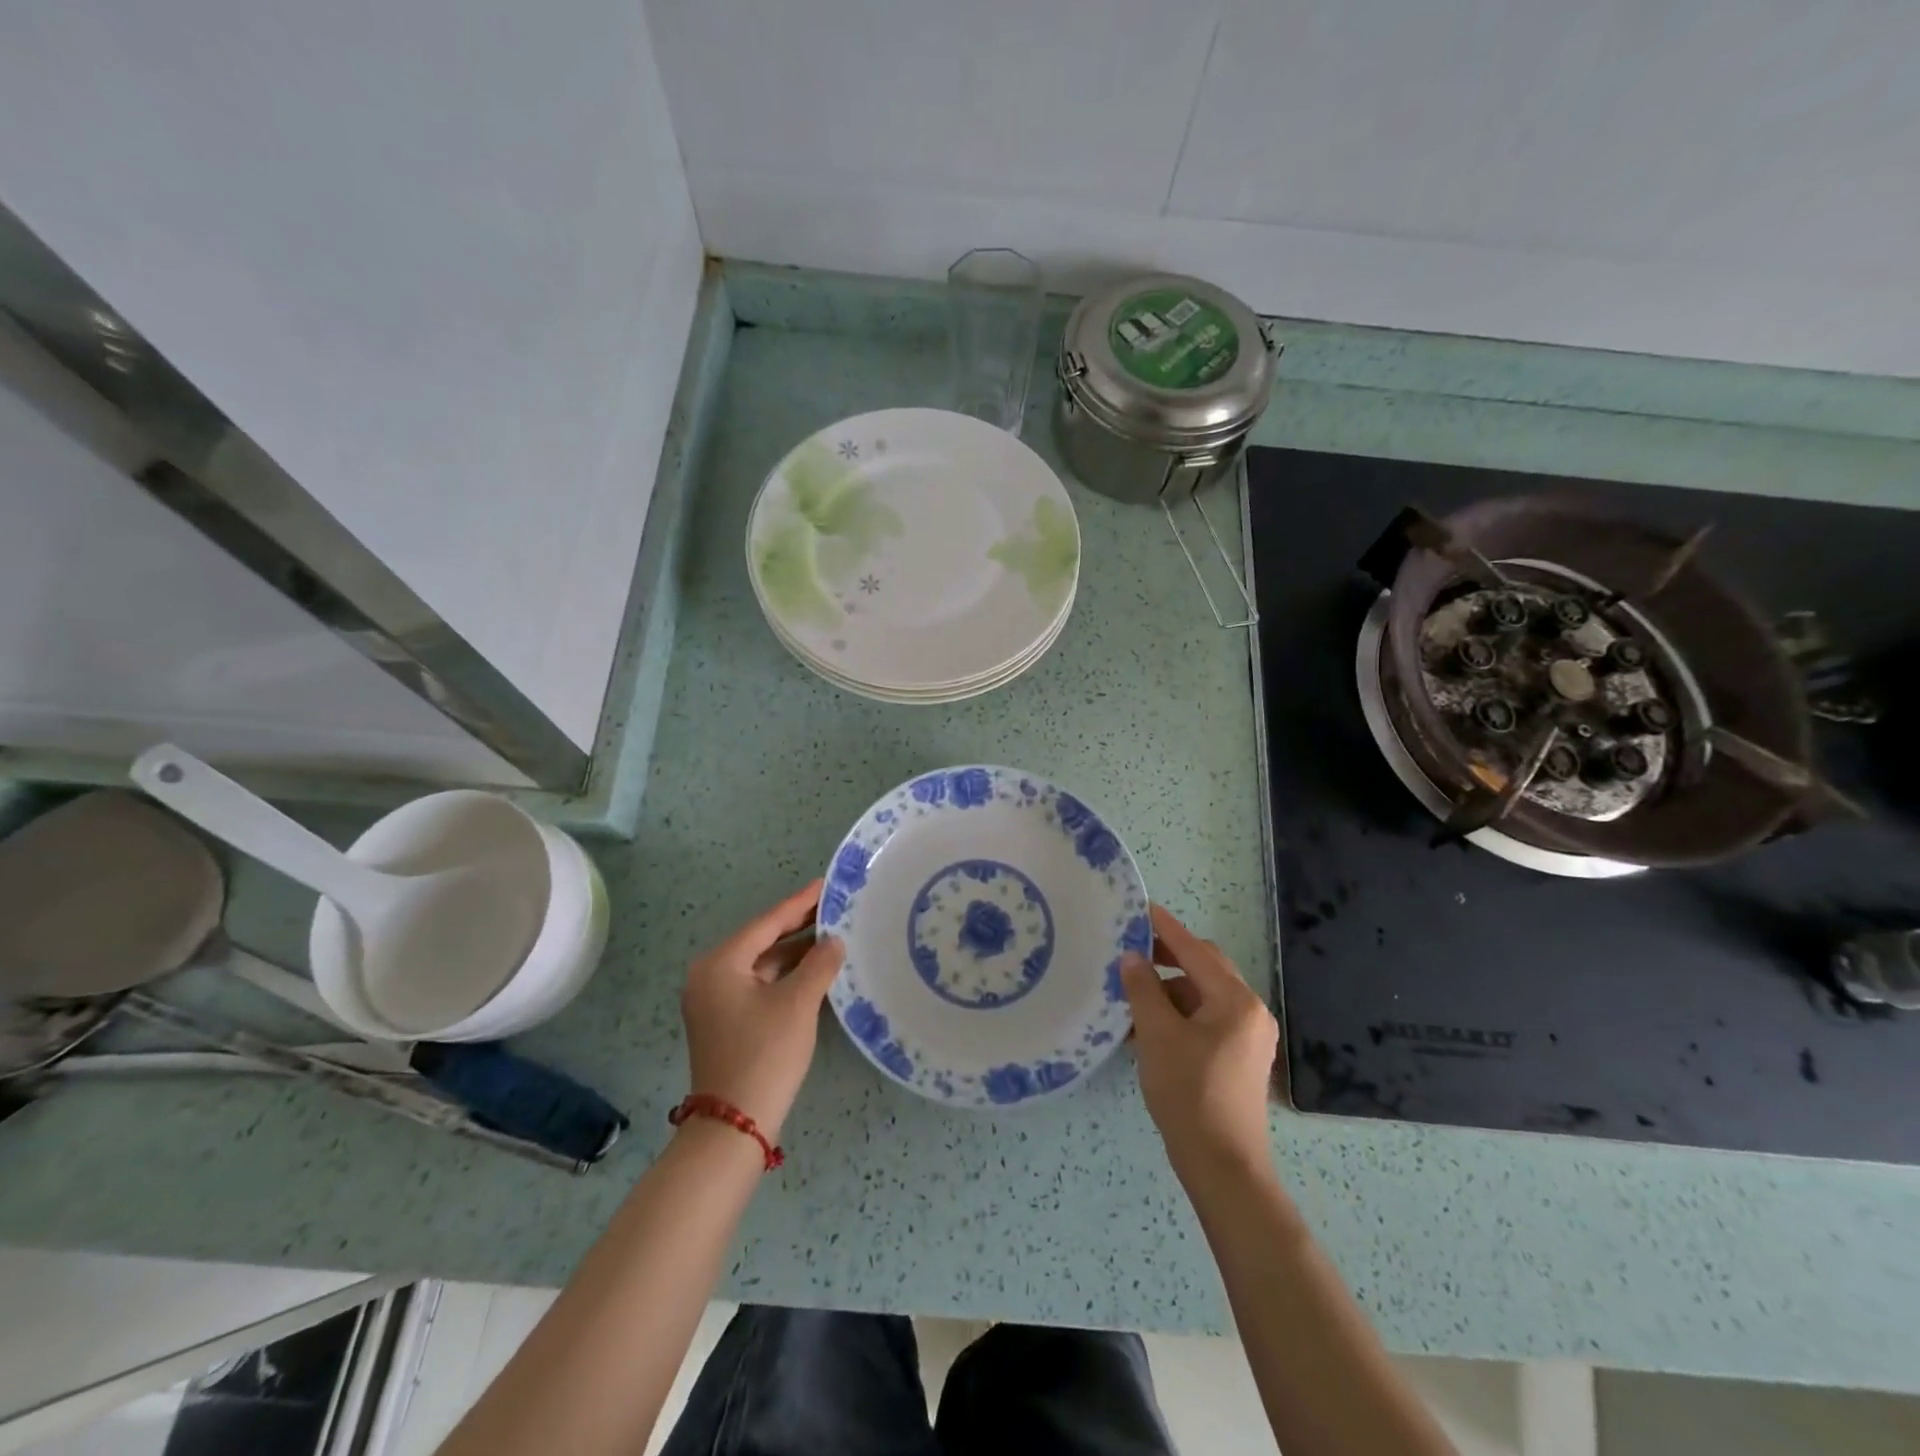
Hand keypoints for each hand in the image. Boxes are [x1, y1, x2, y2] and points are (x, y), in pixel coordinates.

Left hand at [680, 881, 844, 1141]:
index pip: (767, 922)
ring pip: (761, 964)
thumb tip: (834, 940)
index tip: (827, 885)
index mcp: (720, 963)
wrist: (734, 1125)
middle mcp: (710, 975)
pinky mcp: (724, 1020)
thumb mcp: (798, 1003)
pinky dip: (784, 975)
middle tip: (835, 907)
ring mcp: (714, 1000)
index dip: (800, 903)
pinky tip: (813, 969)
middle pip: (762, 940)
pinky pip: (758, 984)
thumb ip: (819, 964)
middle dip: (798, 926)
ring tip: (831, 934)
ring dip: (794, 952)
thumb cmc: (764, 1054)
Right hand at [1121, 904, 1278, 1183]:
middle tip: (1131, 953)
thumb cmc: (1189, 1093)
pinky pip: (1208, 1021)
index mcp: (1236, 1001)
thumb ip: (1143, 989)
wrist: (1223, 1167)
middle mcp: (1250, 1012)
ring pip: (1204, 997)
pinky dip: (1180, 1016)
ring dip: (1170, 991)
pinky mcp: (1240, 1060)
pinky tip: (1148, 1029)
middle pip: (1205, 969)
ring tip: (1132, 997)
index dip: (1166, 929)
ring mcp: (1249, 1038)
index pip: (1196, 950)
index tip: (1141, 909)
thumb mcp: (1156, 1035)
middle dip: (1168, 958)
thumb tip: (1132, 958)